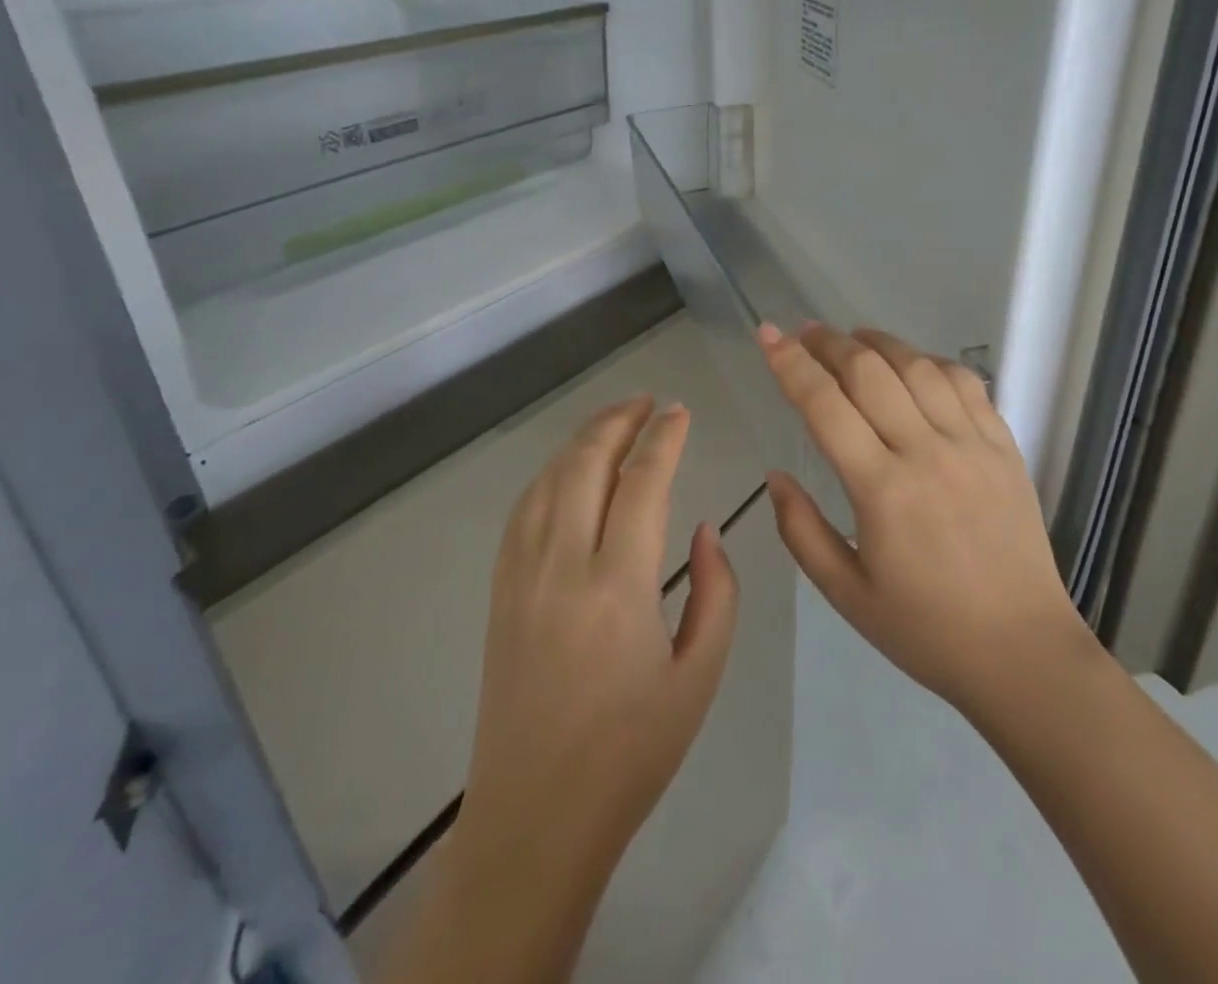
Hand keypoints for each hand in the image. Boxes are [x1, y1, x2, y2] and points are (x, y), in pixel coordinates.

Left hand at [458, 396, 739, 886]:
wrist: (536, 816)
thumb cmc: (631, 752)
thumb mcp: (700, 676)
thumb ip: (717, 592)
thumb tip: (704, 529)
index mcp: (618, 586)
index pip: (643, 482)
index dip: (665, 438)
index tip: (682, 412)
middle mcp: (563, 565)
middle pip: (587, 463)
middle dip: (620, 420)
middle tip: (649, 402)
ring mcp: (522, 576)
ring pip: (550, 479)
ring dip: (584, 440)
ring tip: (615, 422)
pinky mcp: (500, 592)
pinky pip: (523, 510)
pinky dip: (550, 474)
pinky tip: (569, 470)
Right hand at [757, 323, 1090, 718]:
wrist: (1022, 652)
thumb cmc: (925, 629)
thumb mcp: (845, 592)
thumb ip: (800, 530)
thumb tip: (776, 475)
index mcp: (882, 490)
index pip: (825, 404)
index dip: (790, 363)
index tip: (767, 335)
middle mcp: (926, 451)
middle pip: (869, 371)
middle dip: (829, 342)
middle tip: (804, 333)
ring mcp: (971, 443)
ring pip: (918, 366)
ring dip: (878, 342)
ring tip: (852, 338)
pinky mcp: (1004, 446)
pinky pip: (965, 383)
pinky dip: (931, 361)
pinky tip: (913, 364)